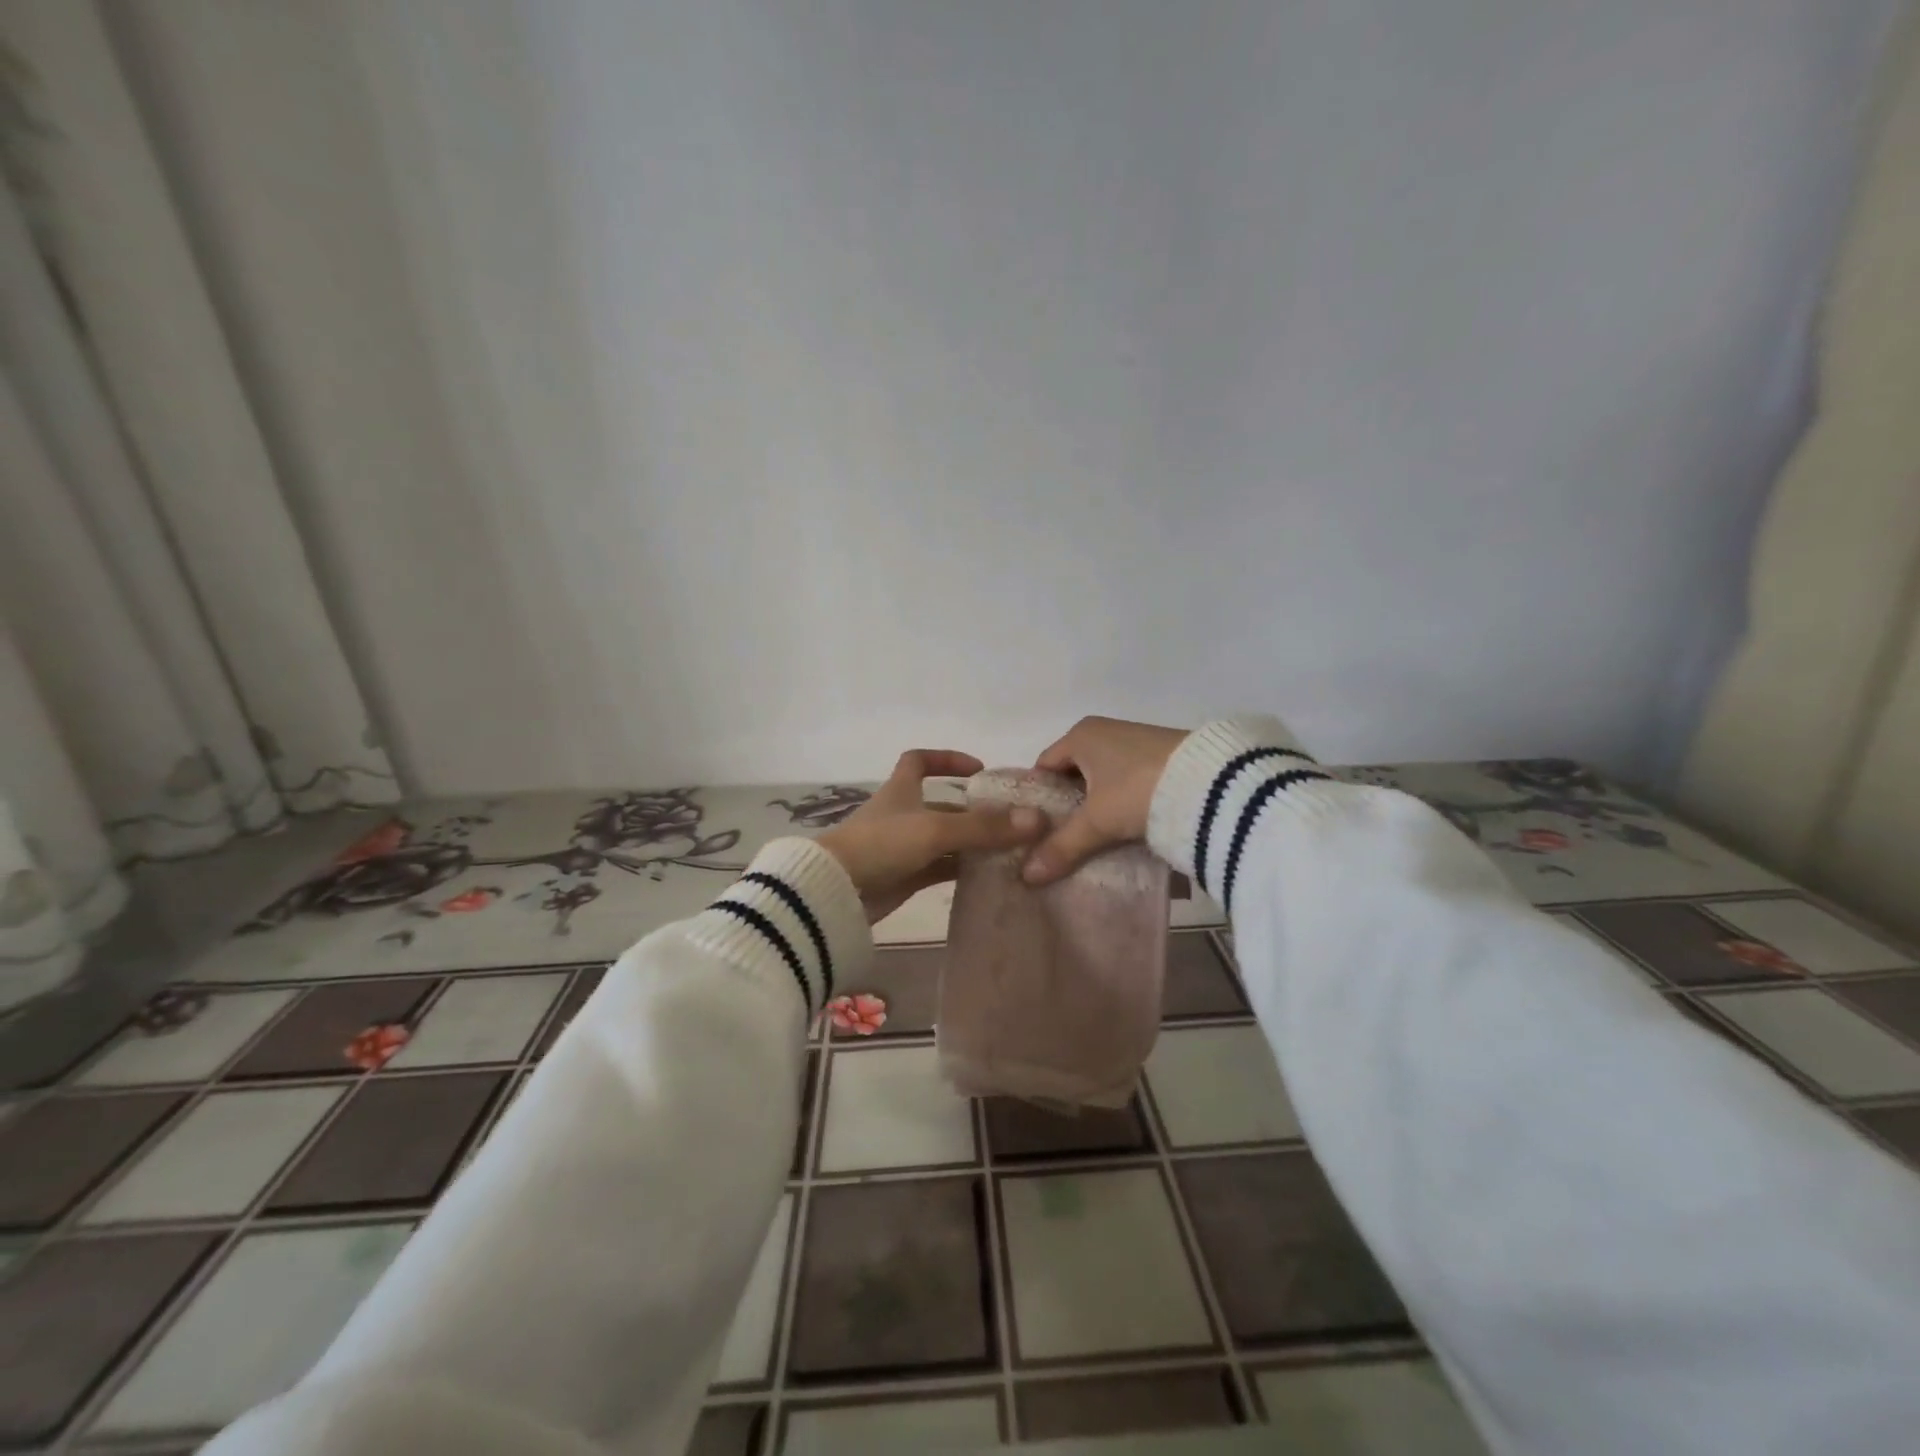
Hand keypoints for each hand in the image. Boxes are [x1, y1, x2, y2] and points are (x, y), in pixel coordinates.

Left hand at [818, 751, 1046, 922]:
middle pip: (944, 806)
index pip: (919, 760)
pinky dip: (963, 869)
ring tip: (1013, 850)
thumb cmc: (881, 845)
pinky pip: (941, 868)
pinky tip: (991, 876)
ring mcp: (903, 847)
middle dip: (976, 812)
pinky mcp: (905, 876)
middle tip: (1015, 822)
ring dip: (974, 843)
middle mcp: (903, 814)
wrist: (836, 891)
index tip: (979, 769)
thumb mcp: (935, 830)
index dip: (947, 759)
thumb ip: (984, 827)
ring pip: (946, 839)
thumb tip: (1036, 820)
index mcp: (901, 789)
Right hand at [1021, 717, 1189, 885]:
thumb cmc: (1138, 790)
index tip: (1035, 830)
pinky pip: (1128, 783)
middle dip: (1068, 806)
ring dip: (1097, 807)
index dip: (1037, 798)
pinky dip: (1122, 804)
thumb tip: (1027, 876)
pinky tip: (1124, 830)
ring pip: (1103, 780)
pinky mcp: (1162, 759)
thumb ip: (1063, 846)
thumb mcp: (1097, 821)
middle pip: (1074, 774)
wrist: (1211, 784)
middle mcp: (1106, 731)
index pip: (1044, 766)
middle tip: (1060, 840)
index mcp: (1081, 735)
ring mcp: (1136, 743)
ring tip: (1092, 841)